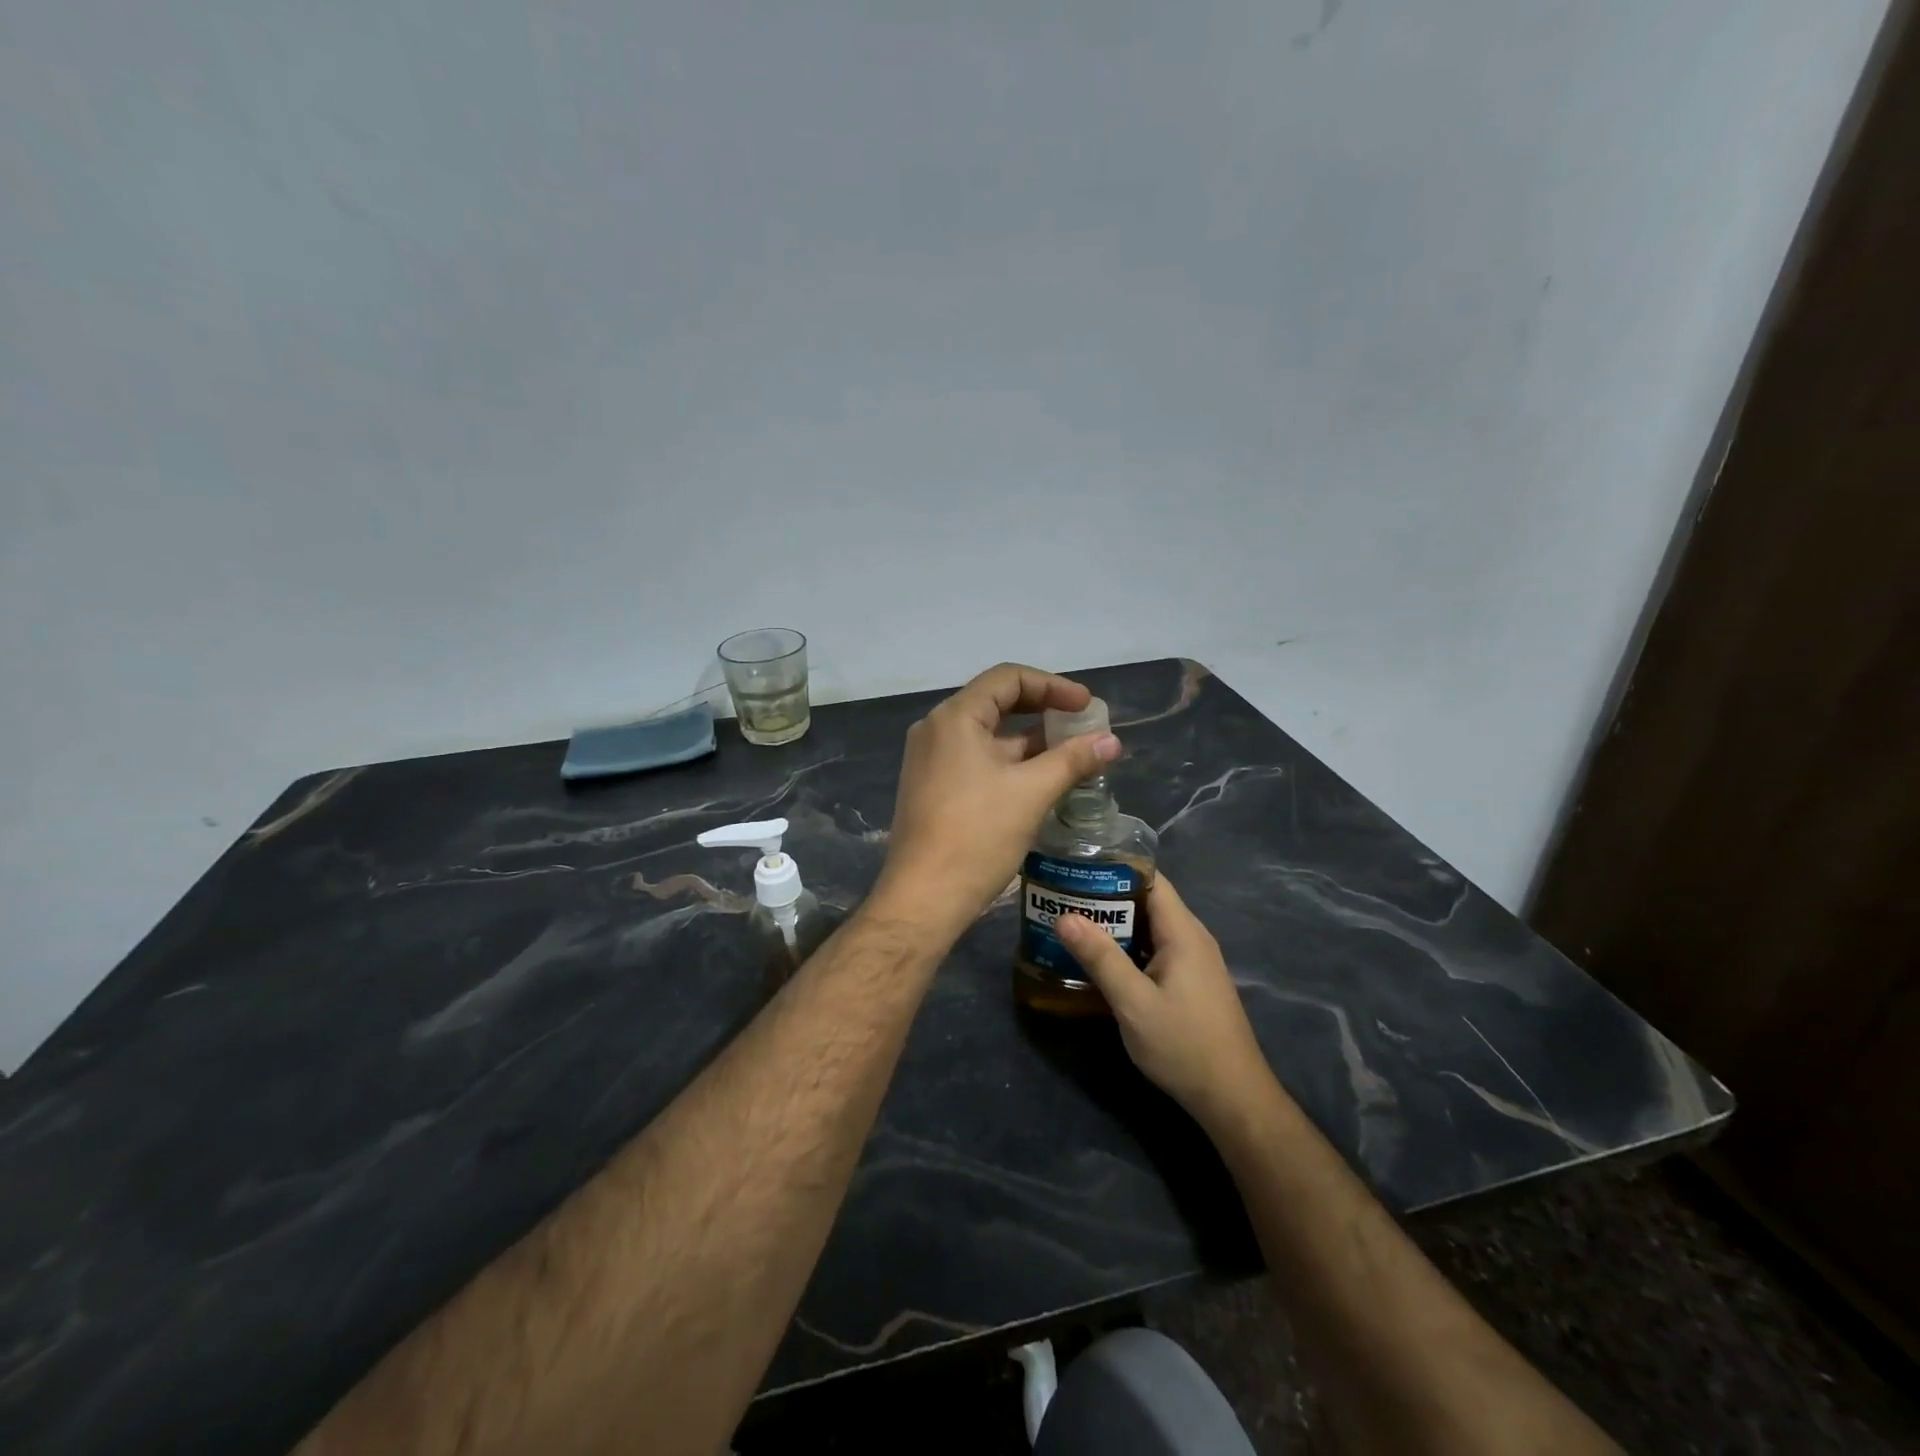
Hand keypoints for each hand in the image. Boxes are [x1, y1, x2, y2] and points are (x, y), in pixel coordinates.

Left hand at [870, 663, 1121, 942]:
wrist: (924, 898)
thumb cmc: (977, 836)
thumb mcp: (1032, 792)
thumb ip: (1073, 760)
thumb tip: (1112, 741)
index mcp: (954, 718)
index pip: (1008, 678)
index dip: (1053, 685)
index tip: (1087, 705)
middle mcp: (936, 730)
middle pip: (997, 703)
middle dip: (1044, 711)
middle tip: (1083, 726)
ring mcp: (931, 760)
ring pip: (988, 735)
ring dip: (1031, 740)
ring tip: (1072, 754)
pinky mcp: (934, 787)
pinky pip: (977, 760)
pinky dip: (1011, 762)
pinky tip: (1042, 779)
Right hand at [1056, 876, 1273, 1125]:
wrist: (1232, 1098)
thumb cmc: (1183, 1045)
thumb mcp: (1134, 1003)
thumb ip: (1100, 958)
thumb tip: (1065, 916)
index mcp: (1183, 932)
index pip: (1151, 879)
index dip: (1115, 868)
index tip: (1077, 867)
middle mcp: (1191, 938)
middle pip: (1147, 902)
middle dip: (1106, 898)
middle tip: (1063, 898)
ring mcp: (1193, 961)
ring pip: (1149, 928)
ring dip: (1115, 925)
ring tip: (1072, 924)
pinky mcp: (1190, 982)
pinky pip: (1154, 950)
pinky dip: (1127, 948)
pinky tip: (1099, 960)